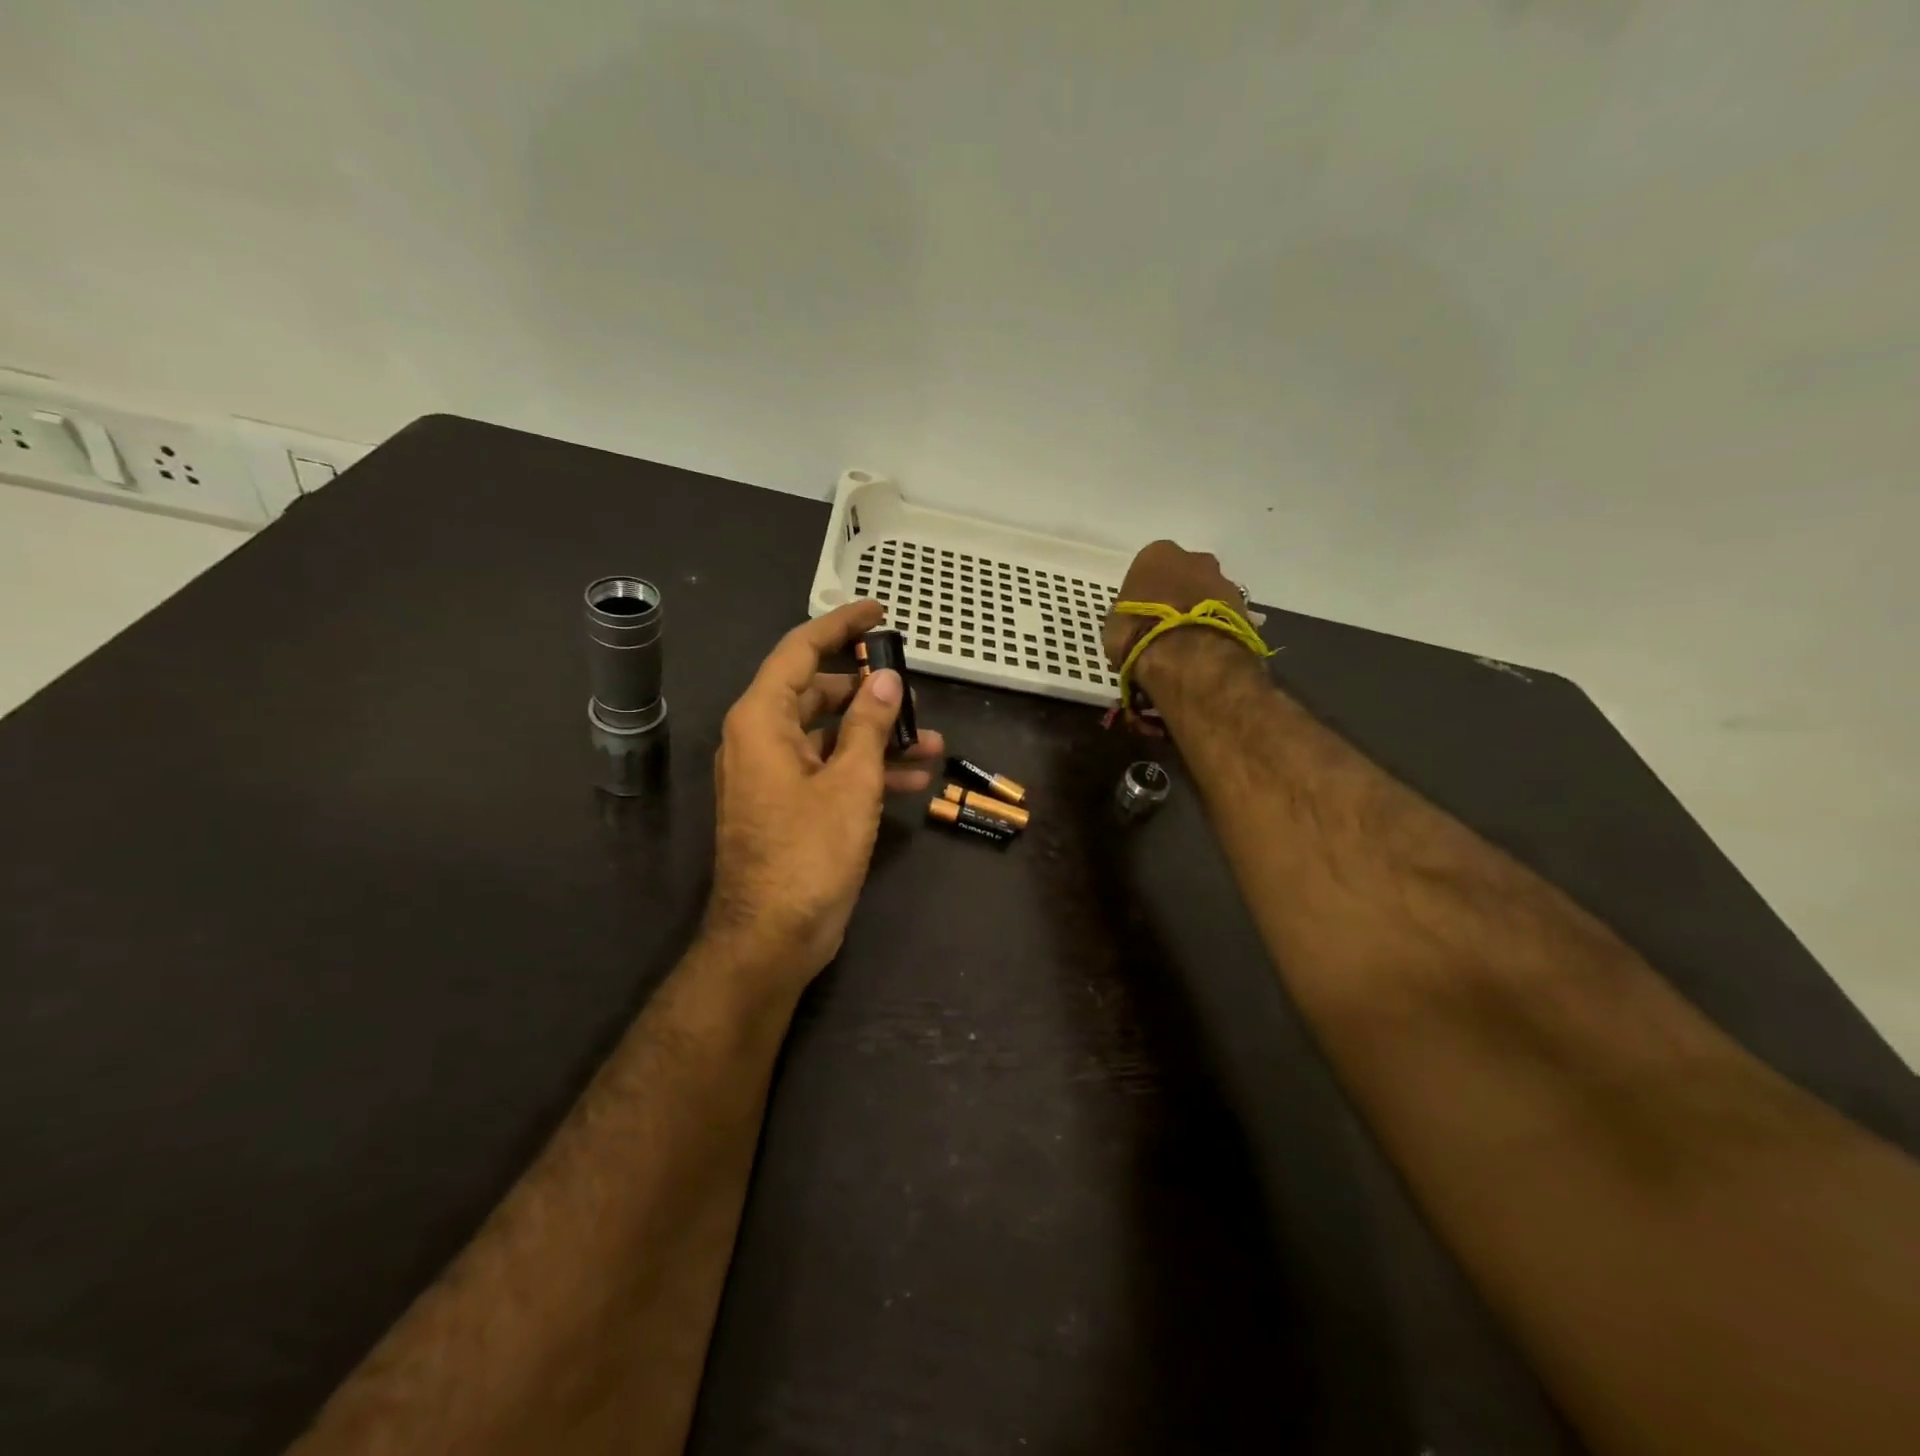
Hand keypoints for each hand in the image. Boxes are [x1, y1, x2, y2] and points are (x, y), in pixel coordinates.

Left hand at [703, 601, 944, 990]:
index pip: (800, 650)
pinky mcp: (789, 804)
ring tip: (932, 740)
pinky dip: (865, 769)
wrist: (772, 937)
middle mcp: (761, 738)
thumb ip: (868, 724)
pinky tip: (914, 781)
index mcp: (763, 720)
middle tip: (914, 688)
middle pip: (817, 692)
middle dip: (870, 691)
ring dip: (877, 735)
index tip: (878, 611)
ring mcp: (774, 774)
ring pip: (830, 734)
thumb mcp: (850, 782)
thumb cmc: (809, 853)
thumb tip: (886, 678)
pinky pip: (828, 769)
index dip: (840, 625)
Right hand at [1102, 540, 1246, 670]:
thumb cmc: (1139, 633)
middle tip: (1167, 625)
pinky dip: (1216, 628)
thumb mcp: (1114, 625)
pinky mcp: (1244, 608)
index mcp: (1157, 554)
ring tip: (1188, 642)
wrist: (1188, 656)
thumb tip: (1132, 622)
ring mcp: (1224, 582)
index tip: (1141, 613)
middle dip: (1179, 594)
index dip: (1145, 592)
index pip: (1149, 567)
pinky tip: (1204, 650)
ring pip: (1208, 593)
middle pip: (1185, 574)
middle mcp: (1194, 559)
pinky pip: (1225, 615)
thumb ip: (1126, 615)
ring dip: (1200, 610)